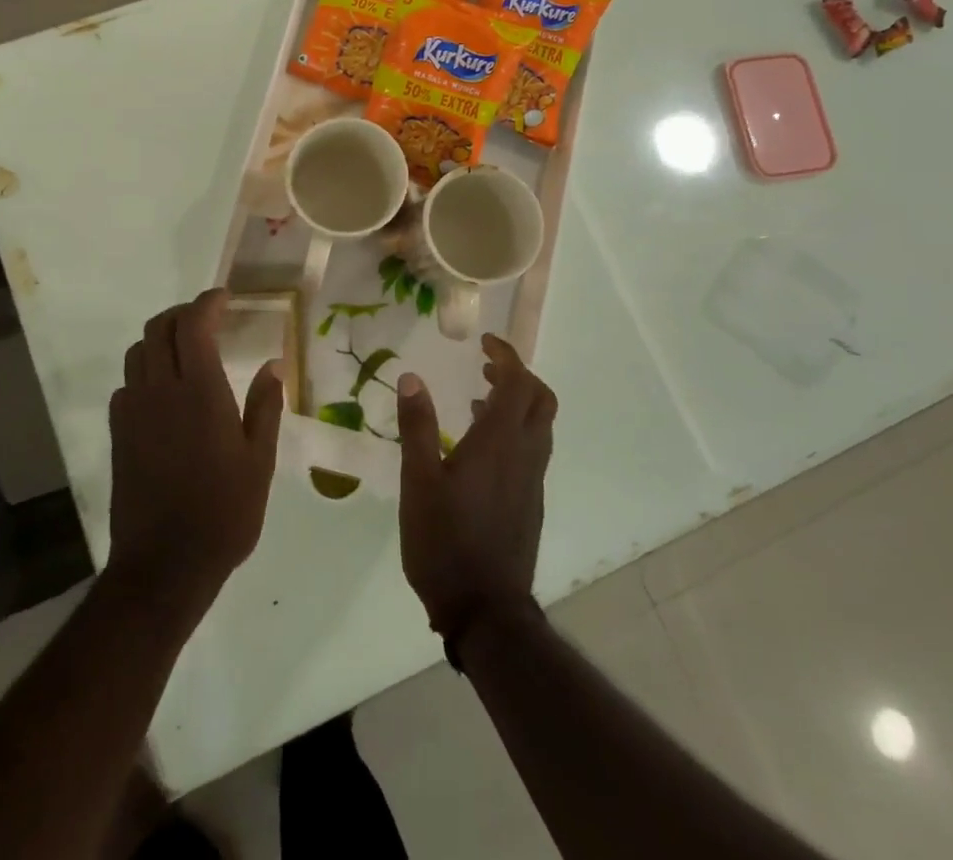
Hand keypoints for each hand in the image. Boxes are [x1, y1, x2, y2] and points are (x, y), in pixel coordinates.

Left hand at [107, 290, 284, 610]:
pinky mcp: (119, 434)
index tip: (225, 297)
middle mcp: (160, 391)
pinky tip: (164, 390)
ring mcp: (134, 412)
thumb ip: (265, 406)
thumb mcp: (259, 461)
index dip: (207, 302)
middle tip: (208, 318)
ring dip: (161, 337)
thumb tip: (273, 364)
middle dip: (182, 313)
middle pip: (158, 328)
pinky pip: (127, 383)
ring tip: (186, 347)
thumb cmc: (223, 512)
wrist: (164, 566)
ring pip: (138, 352)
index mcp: (200, 393)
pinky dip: (145, 370)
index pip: (193, 325)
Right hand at [396, 334, 556, 639]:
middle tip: (486, 367)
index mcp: (500, 442)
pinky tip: (480, 446)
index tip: (485, 342)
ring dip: (518, 402)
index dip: (507, 356)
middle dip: (519, 375)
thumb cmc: (445, 541)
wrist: (485, 610)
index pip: (519, 382)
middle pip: (541, 400)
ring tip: (478, 398)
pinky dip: (515, 430)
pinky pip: (533, 449)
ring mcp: (532, 480)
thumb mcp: (418, 481)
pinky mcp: (530, 502)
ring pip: (540, 426)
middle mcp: (525, 454)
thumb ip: (417, 426)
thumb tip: (411, 377)